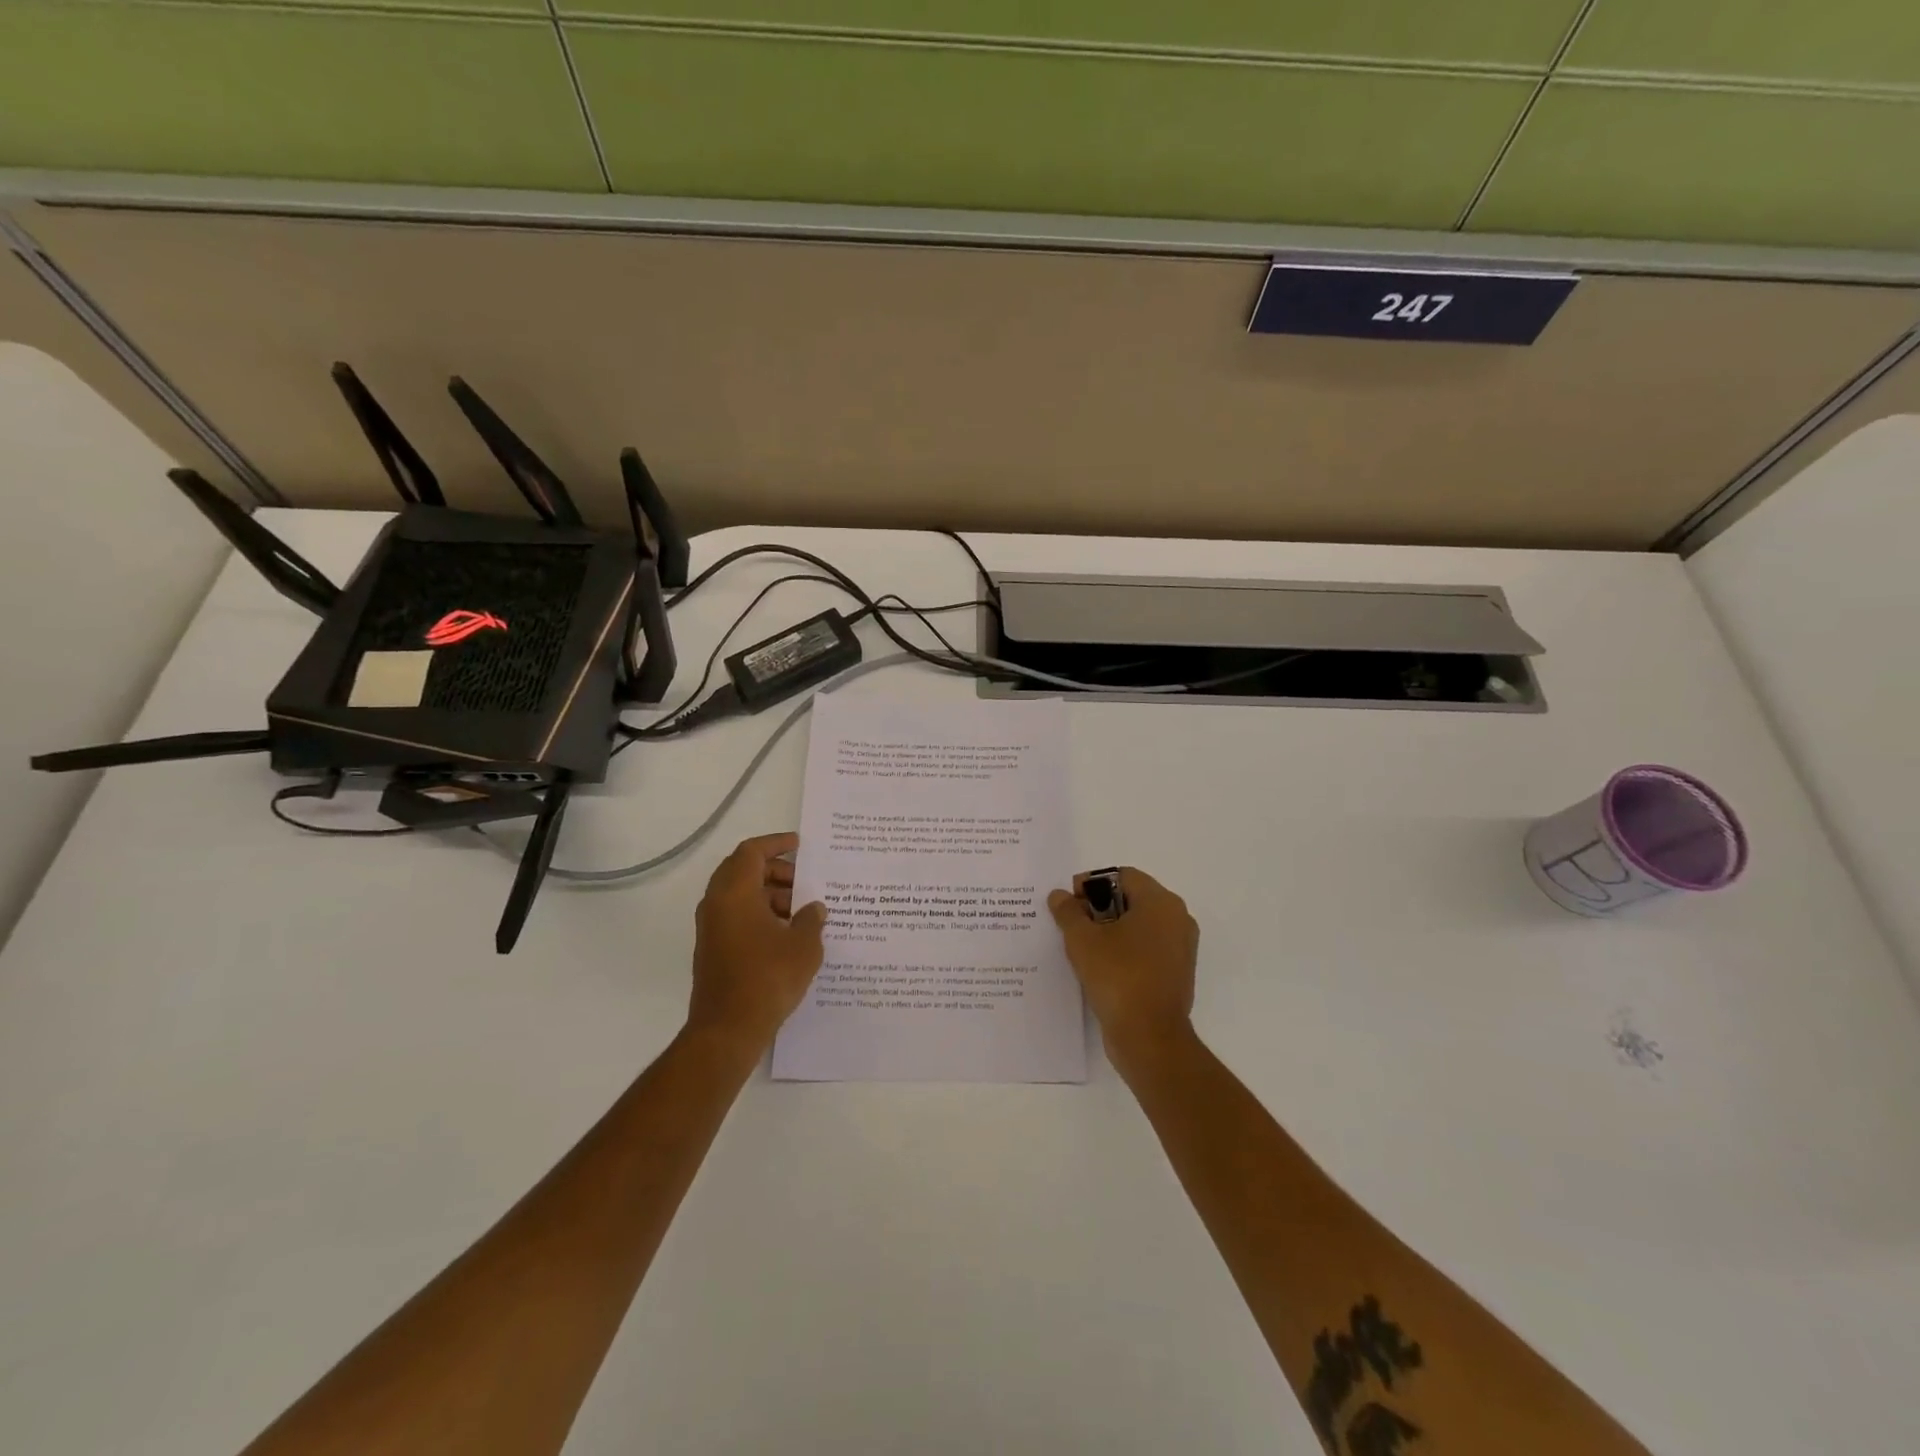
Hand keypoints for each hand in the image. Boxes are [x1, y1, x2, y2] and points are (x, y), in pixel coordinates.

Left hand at [688, 832, 826, 1053]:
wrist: (727, 1030)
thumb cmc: (768, 978)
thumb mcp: (804, 945)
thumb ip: (811, 919)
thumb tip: (813, 909)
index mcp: (735, 893)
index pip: (751, 852)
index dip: (776, 844)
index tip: (799, 845)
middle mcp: (717, 904)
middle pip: (743, 871)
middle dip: (775, 871)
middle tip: (804, 881)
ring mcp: (711, 928)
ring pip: (740, 895)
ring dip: (769, 895)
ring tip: (802, 911)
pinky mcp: (713, 949)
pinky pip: (737, 917)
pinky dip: (760, 914)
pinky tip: (787, 933)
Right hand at [1048, 867, 1198, 1060]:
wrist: (1149, 1038)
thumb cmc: (1118, 977)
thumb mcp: (1082, 940)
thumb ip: (1068, 912)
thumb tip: (1060, 896)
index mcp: (1161, 902)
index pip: (1122, 876)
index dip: (1091, 884)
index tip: (1069, 904)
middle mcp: (1177, 919)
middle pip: (1132, 899)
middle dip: (1099, 907)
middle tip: (1071, 924)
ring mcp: (1180, 948)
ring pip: (1139, 926)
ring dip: (1110, 930)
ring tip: (1081, 947)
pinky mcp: (1176, 974)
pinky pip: (1146, 950)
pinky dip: (1124, 951)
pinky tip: (1099, 967)